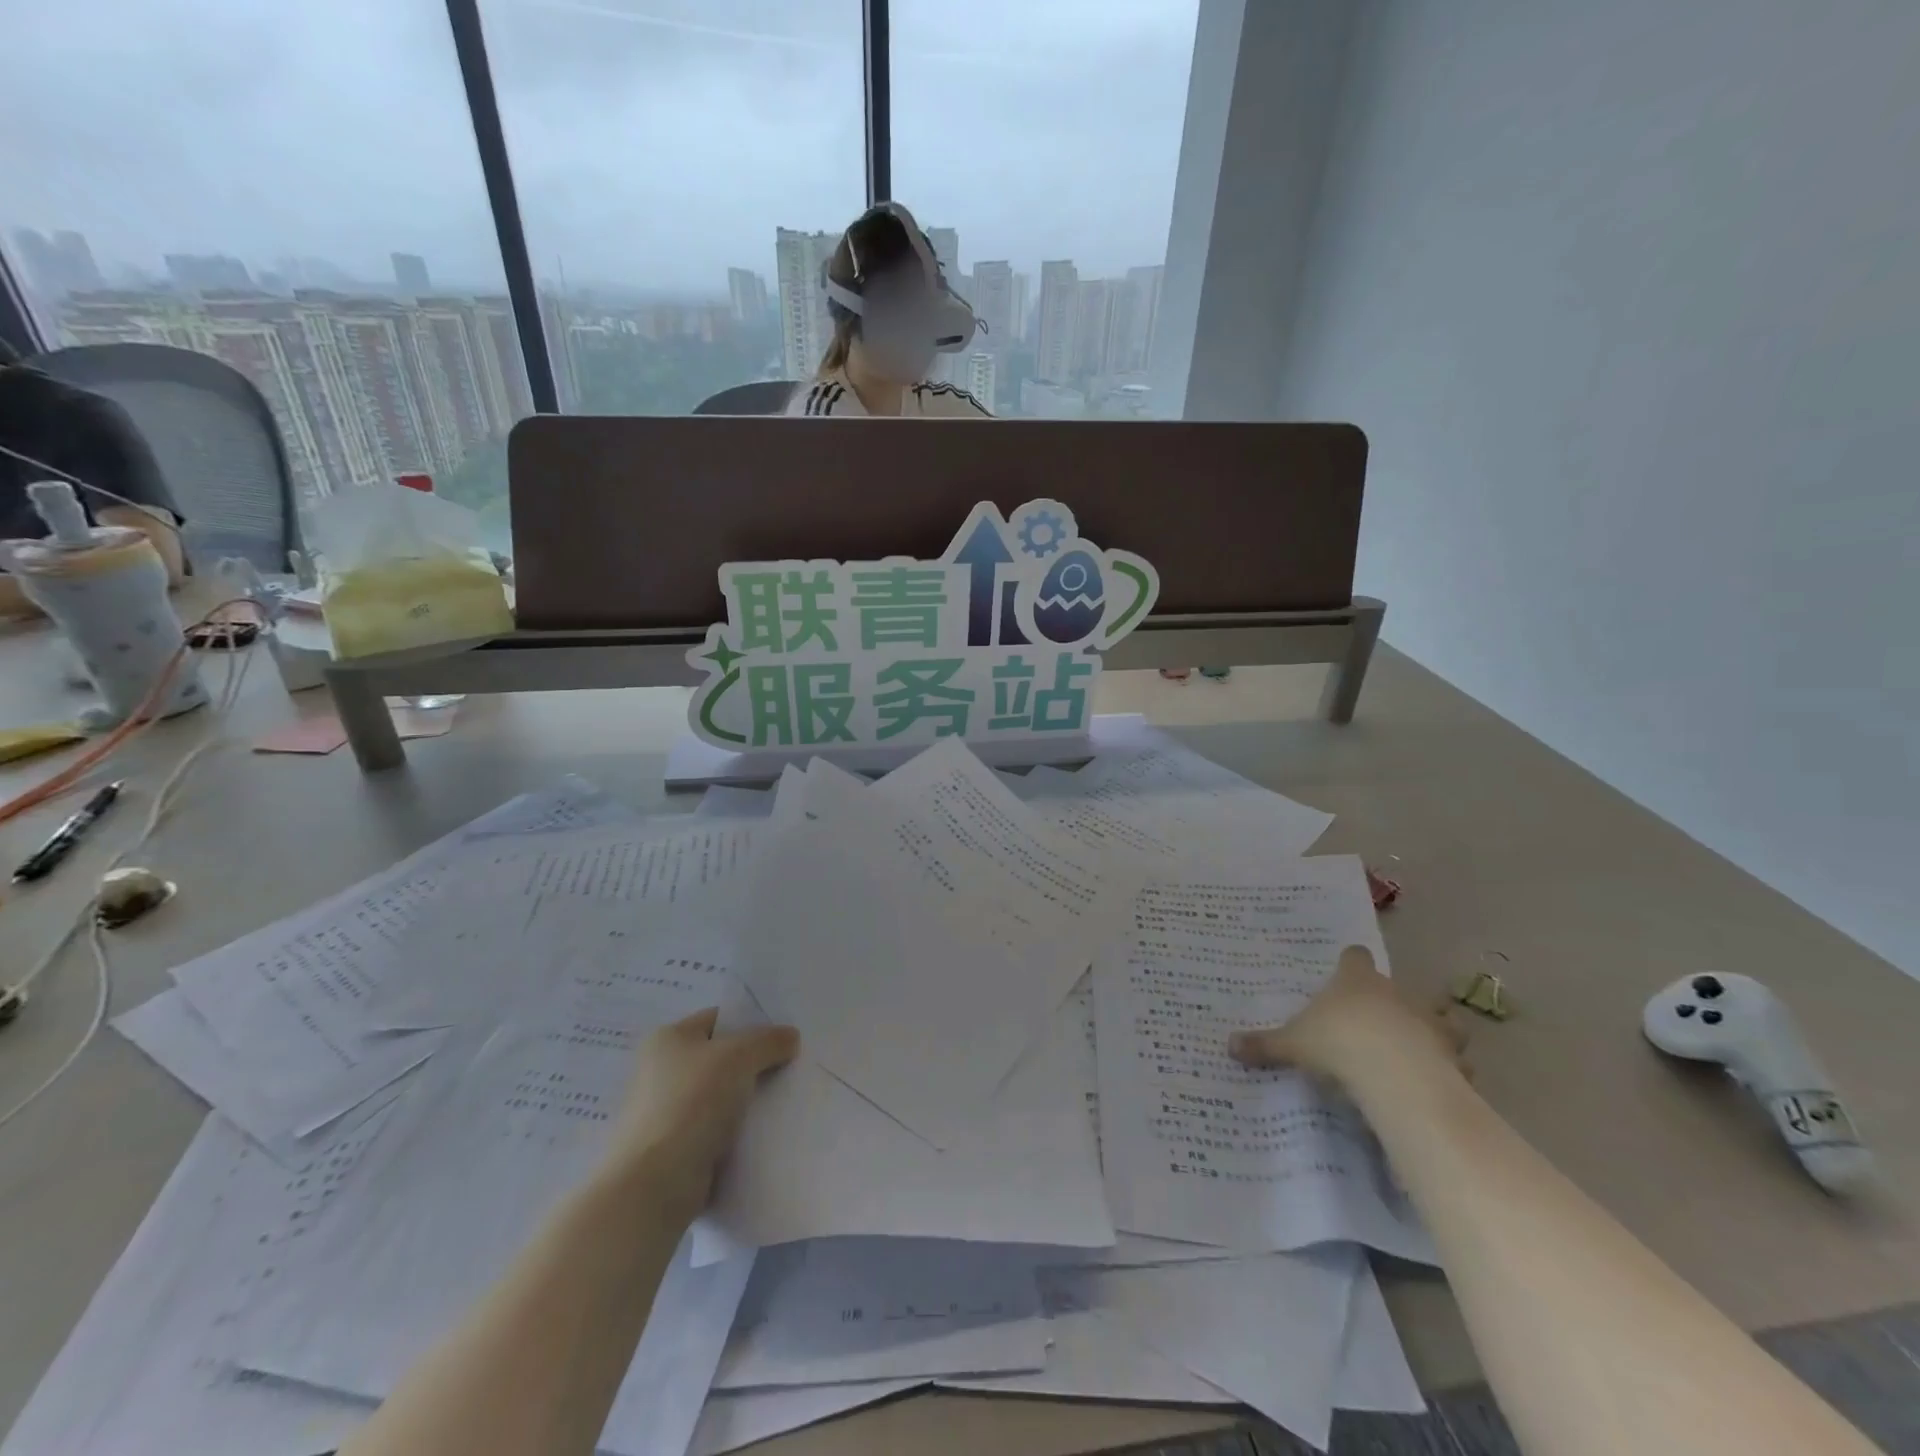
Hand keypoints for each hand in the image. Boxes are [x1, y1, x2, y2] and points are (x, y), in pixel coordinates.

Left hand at [602, 1008, 798, 1222]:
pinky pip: (717, 1131)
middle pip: (721, 1058)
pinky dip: (738, 1132)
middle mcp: (662, 1071)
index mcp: (668, 1039)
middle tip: (792, 1068)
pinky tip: (766, 1134)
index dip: (752, 1023)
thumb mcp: (739, 1057)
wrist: (654, 1184)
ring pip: (721, 1097)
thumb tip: (790, 1037)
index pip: (719, 1019)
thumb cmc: (692, 1102)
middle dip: (755, 1064)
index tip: (785, 1037)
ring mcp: (666, 1113)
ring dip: (748, 1101)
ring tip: (786, 1101)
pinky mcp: (675, 1150)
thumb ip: (769, 1041)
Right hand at [1228, 945, 1466, 1086]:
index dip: (1350, 963)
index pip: (1354, 957)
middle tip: (1376, 1022)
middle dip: (1392, 1002)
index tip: (1344, 971)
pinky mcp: (1453, 1056)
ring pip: (1442, 1018)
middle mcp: (1395, 993)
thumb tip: (1229, 1045)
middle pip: (1399, 986)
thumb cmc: (1338, 1043)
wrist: (1395, 1075)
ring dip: (1435, 1031)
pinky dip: (1451, 1069)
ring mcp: (1430, 1023)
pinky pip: (1457, 1060)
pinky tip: (1437, 1083)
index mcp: (1356, 981)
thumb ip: (1265, 1045)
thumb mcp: (1292, 1044)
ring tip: (1419, 1050)